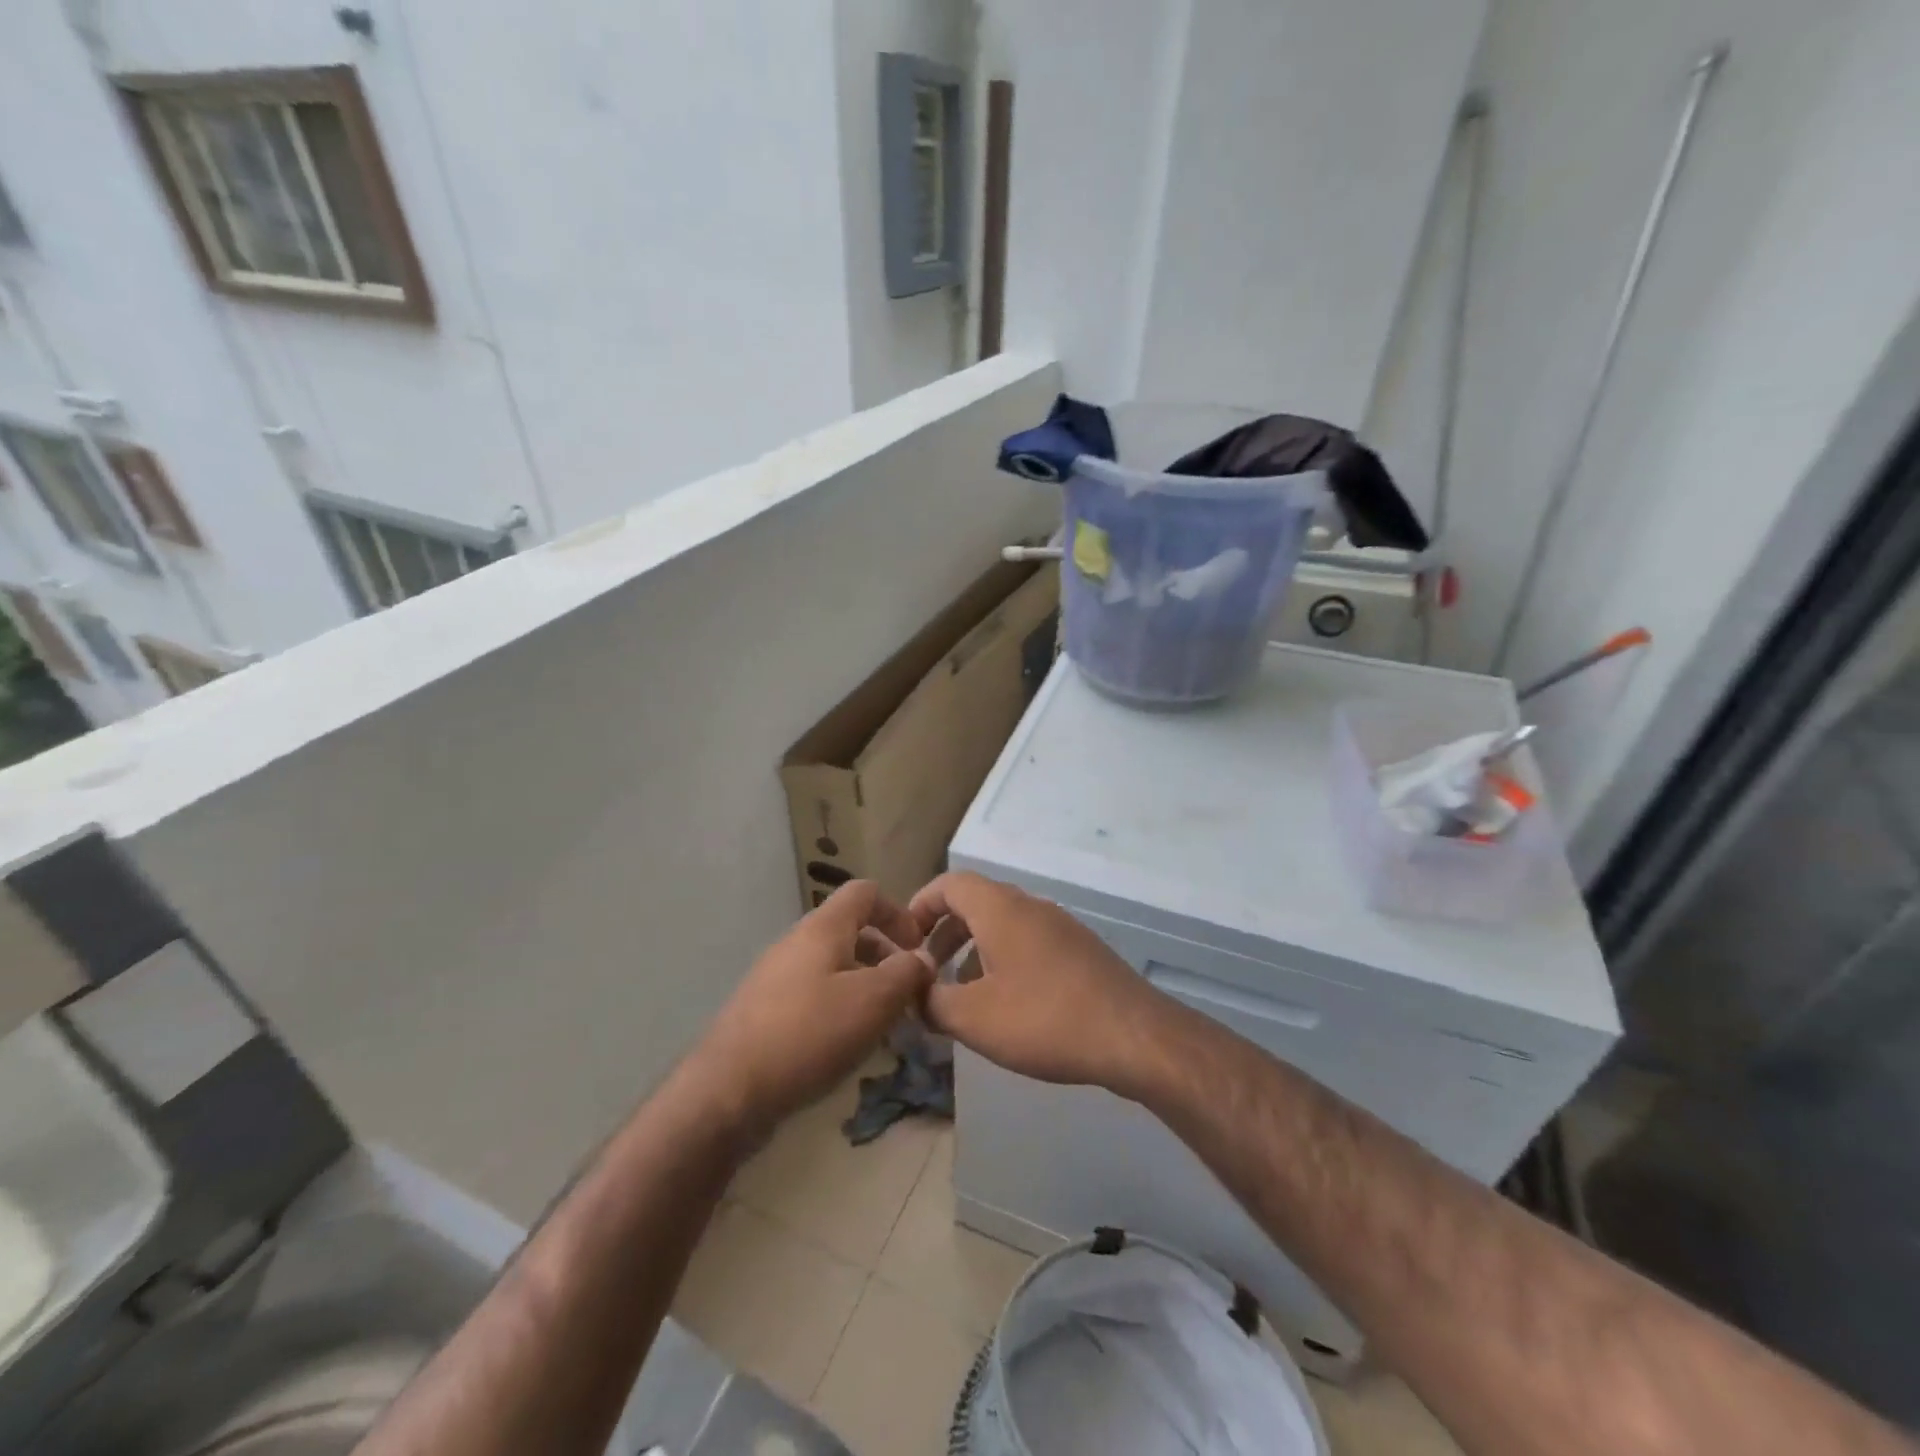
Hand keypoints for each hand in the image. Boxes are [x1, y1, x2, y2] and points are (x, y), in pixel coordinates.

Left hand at [689, 882, 932, 1140]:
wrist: (728, 1091)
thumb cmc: (809, 1034)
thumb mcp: (873, 1001)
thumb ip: (906, 973)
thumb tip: (922, 959)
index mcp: (822, 928)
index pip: (865, 893)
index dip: (897, 912)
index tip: (917, 949)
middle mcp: (796, 943)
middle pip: (850, 932)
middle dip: (885, 959)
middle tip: (907, 996)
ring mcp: (775, 977)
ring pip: (833, 968)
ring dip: (865, 988)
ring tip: (884, 1027)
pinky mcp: (764, 1012)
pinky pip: (812, 996)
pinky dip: (838, 1010)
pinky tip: (847, 1047)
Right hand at [909, 872, 1171, 1098]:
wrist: (1133, 1035)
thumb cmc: (1044, 1018)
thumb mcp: (974, 1017)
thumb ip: (932, 1002)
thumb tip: (916, 992)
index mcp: (1000, 908)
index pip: (949, 884)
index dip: (920, 906)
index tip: (903, 940)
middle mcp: (1030, 905)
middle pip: (975, 902)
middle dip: (944, 933)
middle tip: (926, 969)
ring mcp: (1059, 926)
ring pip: (1003, 924)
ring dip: (973, 949)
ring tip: (960, 992)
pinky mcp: (1079, 950)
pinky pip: (1027, 942)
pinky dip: (1003, 959)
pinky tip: (1005, 1003)